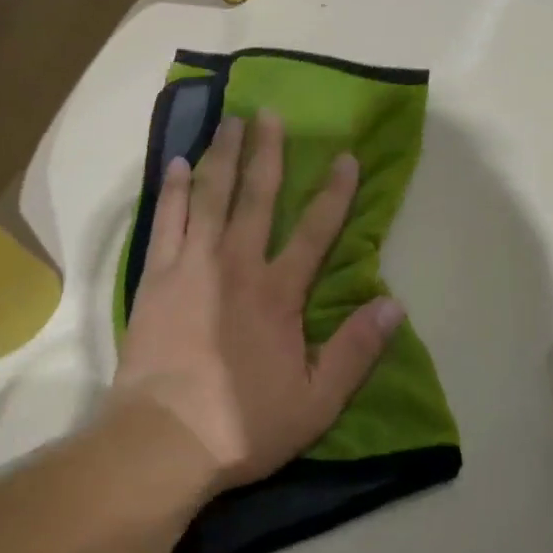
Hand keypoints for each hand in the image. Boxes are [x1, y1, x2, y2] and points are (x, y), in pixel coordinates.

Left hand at [111, 110, 405, 492]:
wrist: (162, 441)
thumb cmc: (242, 423)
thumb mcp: (316, 401)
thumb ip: (356, 350)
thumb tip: (394, 303)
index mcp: (278, 292)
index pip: (316, 230)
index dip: (335, 192)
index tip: (345, 156)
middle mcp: (237, 264)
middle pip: (256, 196)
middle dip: (267, 152)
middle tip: (269, 112)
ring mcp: (192, 264)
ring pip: (210, 196)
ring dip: (221, 155)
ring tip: (229, 121)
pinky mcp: (157, 275)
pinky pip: (166, 219)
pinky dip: (172, 189)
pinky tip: (175, 163)